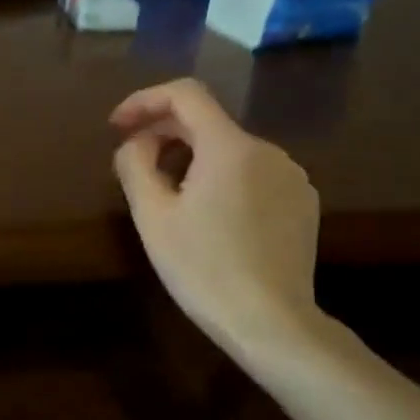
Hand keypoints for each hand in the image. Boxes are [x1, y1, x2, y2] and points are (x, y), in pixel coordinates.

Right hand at [110, 79, 323, 360]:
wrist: (273, 325)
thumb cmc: (204, 269)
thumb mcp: (153, 216)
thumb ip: (135, 164)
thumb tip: (136, 143)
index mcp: (230, 147)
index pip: (185, 94)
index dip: (144, 100)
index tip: (117, 126)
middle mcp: (267, 150)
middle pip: (207, 122)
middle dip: (164, 133)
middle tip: (133, 163)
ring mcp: (291, 177)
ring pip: (229, 150)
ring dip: (192, 158)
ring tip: (168, 195)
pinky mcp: (302, 203)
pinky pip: (253, 174)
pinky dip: (222, 178)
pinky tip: (209, 216)